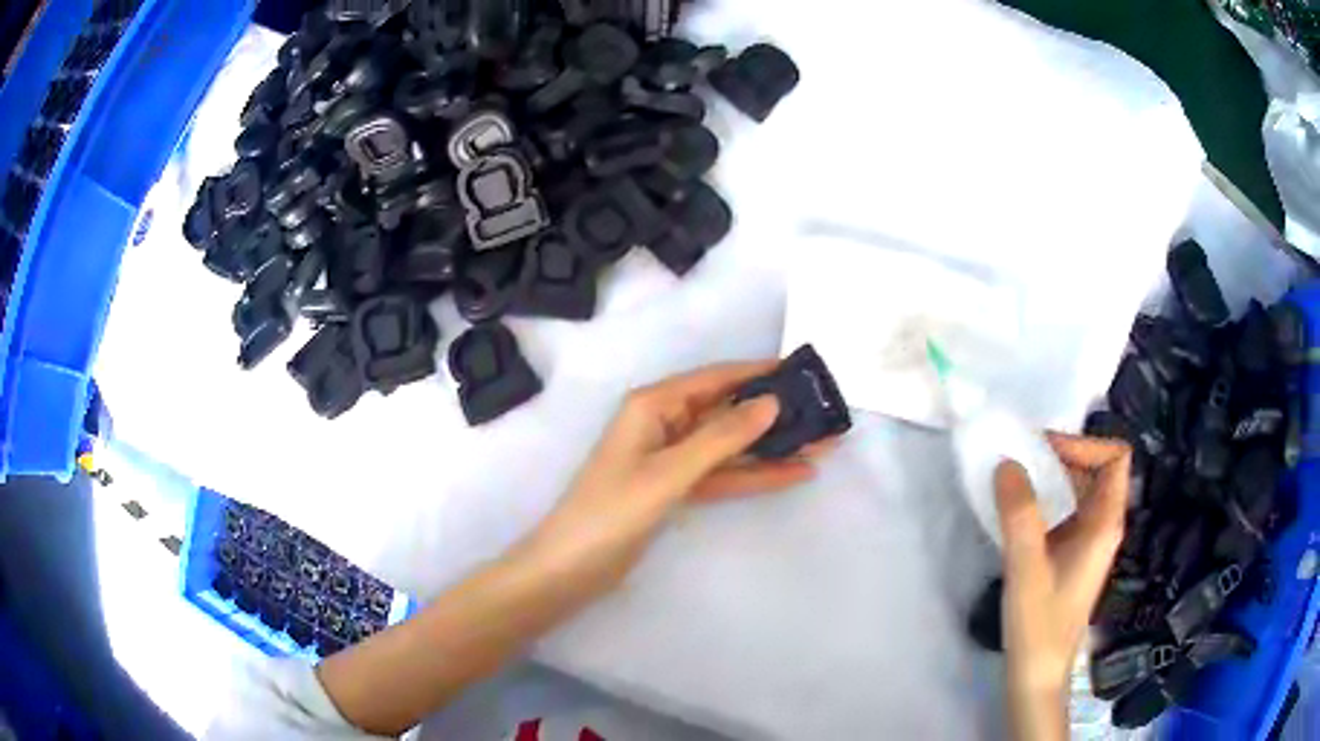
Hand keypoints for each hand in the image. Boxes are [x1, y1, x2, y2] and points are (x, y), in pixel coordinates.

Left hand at [520, 361, 835, 600]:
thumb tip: (770, 402)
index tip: (802, 371)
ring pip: (730, 445)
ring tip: (821, 444)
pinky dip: (754, 475)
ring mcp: (672, 458)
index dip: (758, 373)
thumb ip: (721, 437)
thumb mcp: (670, 472)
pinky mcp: (676, 488)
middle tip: (823, 413)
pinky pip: (723, 474)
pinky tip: (793, 474)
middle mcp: (664, 423)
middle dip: (773, 413)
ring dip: (771, 447)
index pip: (715, 378)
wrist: (572, 567)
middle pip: (727, 411)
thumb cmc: (613, 511)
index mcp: (653, 405)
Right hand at [996, 433, 1129, 740]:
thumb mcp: (1026, 567)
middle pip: (1099, 468)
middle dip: (1064, 455)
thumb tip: (1007, 462)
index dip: (1085, 444)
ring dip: (1053, 477)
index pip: (1116, 457)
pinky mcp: (1073, 556)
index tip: (1044, 452)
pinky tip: (1019, 514)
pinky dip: (1047, 500)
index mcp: (1105, 523)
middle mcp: (1104, 526)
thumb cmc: (1039, 624)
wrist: (1037, 675)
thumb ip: (1019, 513)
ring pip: (1082, 489)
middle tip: (1023, 460)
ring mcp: (1089, 542)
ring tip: (1017, 480)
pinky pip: (1068, 511)